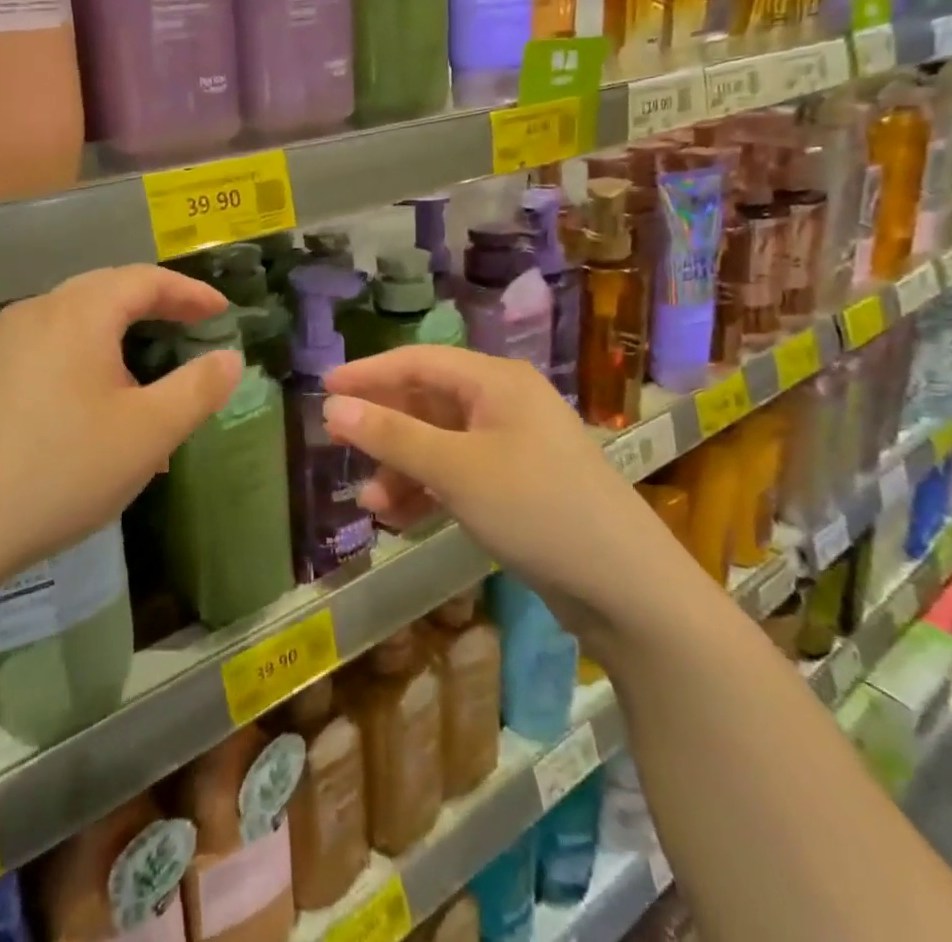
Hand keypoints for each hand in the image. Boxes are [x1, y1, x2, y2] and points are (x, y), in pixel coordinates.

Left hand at [0, 265, 243, 596]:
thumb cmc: (59, 471)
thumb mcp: (147, 434)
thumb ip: (197, 389)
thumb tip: (230, 358)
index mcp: (78, 312)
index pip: (144, 280)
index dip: (188, 292)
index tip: (222, 311)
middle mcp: (37, 312)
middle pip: (108, 291)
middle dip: (155, 306)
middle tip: (192, 327)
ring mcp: (4, 343)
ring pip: (78, 322)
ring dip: (121, 339)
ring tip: (149, 384)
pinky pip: (51, 349)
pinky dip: (88, 361)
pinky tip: (96, 411)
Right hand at [324, 346, 696, 634]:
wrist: (628, 591)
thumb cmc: (538, 509)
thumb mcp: (456, 470)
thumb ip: (391, 436)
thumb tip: (332, 407)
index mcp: (496, 381)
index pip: (417, 361)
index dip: (368, 373)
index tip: (323, 390)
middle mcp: (503, 404)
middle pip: (426, 402)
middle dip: (383, 429)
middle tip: (339, 446)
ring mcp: (511, 445)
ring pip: (438, 443)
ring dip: (401, 468)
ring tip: (370, 504)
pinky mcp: (516, 485)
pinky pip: (456, 474)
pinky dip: (427, 491)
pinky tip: (400, 518)